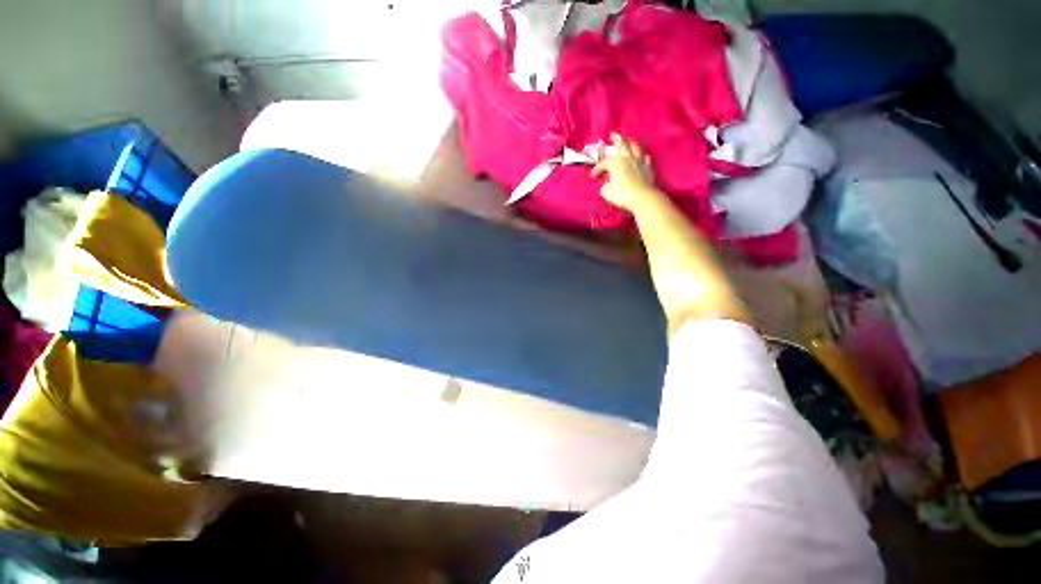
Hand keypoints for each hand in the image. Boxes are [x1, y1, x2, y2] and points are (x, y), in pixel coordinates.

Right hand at [591, 133, 658, 211]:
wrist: (642, 198)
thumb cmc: (622, 194)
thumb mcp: (606, 192)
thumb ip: (605, 185)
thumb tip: (607, 183)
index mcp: (615, 163)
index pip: (603, 163)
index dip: (597, 168)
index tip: (593, 176)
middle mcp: (627, 158)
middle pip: (622, 144)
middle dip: (616, 139)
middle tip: (612, 135)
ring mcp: (639, 161)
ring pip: (635, 147)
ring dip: (630, 143)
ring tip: (628, 141)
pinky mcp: (648, 168)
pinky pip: (645, 158)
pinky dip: (641, 156)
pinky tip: (641, 157)